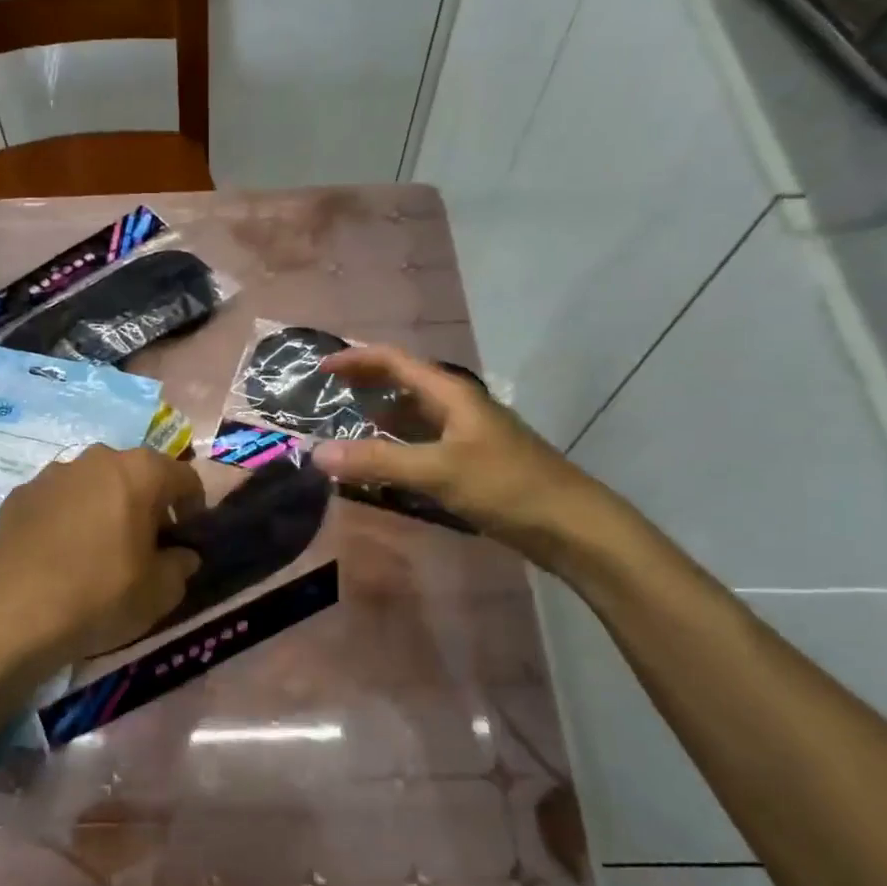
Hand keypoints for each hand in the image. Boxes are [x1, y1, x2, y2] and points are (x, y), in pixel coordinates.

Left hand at [0, 445, 204, 665]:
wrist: (14, 617)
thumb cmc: (100, 596)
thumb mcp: (161, 592)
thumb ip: (181, 565)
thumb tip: (181, 554)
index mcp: (139, 472)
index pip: (185, 478)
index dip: (193, 508)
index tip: (187, 538)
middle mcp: (96, 459)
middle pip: (135, 475)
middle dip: (147, 503)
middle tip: (146, 544)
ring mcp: (51, 474)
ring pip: (93, 484)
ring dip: (104, 507)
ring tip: (99, 549)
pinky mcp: (18, 496)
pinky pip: (57, 501)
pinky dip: (67, 518)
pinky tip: (60, 555)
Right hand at [308, 345, 604, 564]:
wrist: (570, 525)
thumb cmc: (506, 486)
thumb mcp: (437, 471)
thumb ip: (377, 460)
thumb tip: (317, 453)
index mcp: (451, 394)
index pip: (394, 361)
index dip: (355, 360)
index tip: (318, 370)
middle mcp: (456, 407)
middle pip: (402, 384)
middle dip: (363, 387)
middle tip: (323, 402)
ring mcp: (465, 436)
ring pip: (411, 418)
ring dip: (377, 421)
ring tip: (341, 434)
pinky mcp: (469, 464)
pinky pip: (421, 446)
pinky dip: (395, 450)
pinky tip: (379, 469)